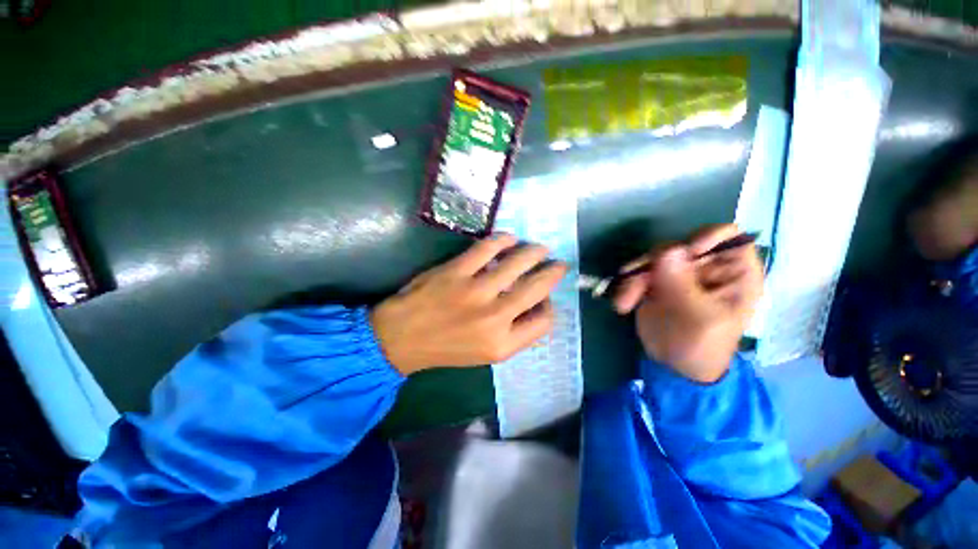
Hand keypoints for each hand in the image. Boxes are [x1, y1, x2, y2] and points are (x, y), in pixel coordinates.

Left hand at [371, 234, 566, 375]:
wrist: (401, 338)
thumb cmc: (446, 348)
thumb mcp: (485, 354)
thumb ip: (514, 333)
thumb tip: (534, 305)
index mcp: (502, 344)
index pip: (544, 322)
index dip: (550, 307)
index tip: (546, 298)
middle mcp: (493, 318)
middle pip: (536, 288)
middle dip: (553, 273)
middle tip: (558, 264)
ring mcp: (474, 291)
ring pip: (517, 263)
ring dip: (534, 252)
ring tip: (540, 248)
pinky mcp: (456, 271)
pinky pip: (487, 248)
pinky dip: (503, 240)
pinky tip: (510, 239)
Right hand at [613, 224, 762, 382]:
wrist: (676, 367)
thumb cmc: (702, 347)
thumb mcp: (699, 318)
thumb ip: (683, 284)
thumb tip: (669, 249)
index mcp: (734, 273)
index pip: (728, 236)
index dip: (705, 237)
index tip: (683, 254)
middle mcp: (706, 266)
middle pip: (679, 245)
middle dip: (653, 264)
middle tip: (637, 285)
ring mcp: (679, 272)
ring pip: (652, 258)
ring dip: (635, 278)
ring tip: (624, 303)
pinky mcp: (656, 280)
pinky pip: (638, 272)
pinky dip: (627, 285)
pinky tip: (623, 304)